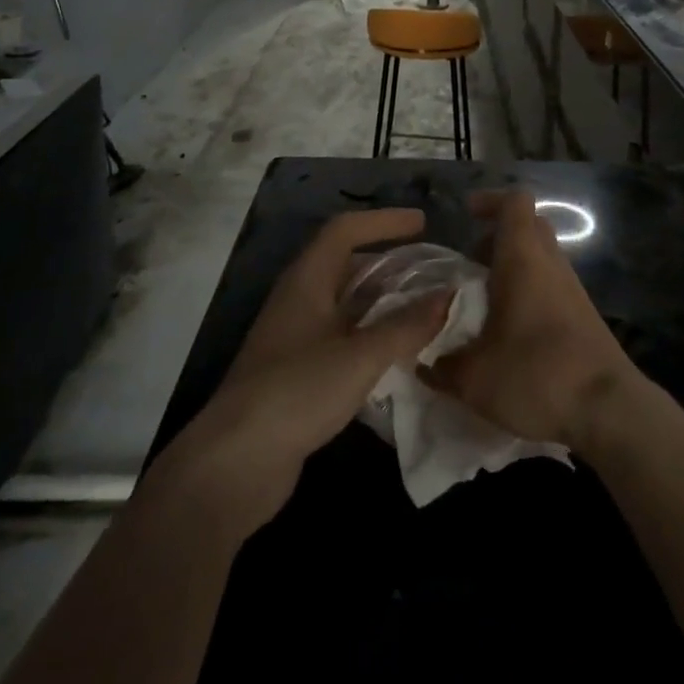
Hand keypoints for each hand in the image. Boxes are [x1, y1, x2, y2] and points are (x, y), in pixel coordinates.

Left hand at [153, 208, 449, 537]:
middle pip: (346, 265)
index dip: (384, 221)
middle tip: (430, 273)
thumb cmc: (297, 391)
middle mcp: (298, 300)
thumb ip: (406, 326)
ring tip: (423, 311)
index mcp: (306, 280)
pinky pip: (342, 337)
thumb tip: (448, 295)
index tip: (422, 224)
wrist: (235, 463)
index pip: (345, 230)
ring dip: (383, 302)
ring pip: (346, 304)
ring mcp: (295, 337)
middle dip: (389, 263)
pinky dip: (371, 336)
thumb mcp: (360, 356)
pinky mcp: (297, 372)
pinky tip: (398, 355)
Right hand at [423, 188, 640, 449]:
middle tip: (470, 260)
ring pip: (541, 256)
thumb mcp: (475, 378)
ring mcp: (572, 288)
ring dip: (514, 265)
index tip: (466, 215)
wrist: (609, 409)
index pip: (514, 202)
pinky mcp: (583, 315)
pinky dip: (529, 291)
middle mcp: (550, 263)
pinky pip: (551, 284)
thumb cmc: (537, 374)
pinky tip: (509, 328)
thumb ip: (443, 367)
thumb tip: (423, 363)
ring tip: (484, 299)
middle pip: (529, 226)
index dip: (490, 200)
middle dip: (498, 235)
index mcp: (523, 258)